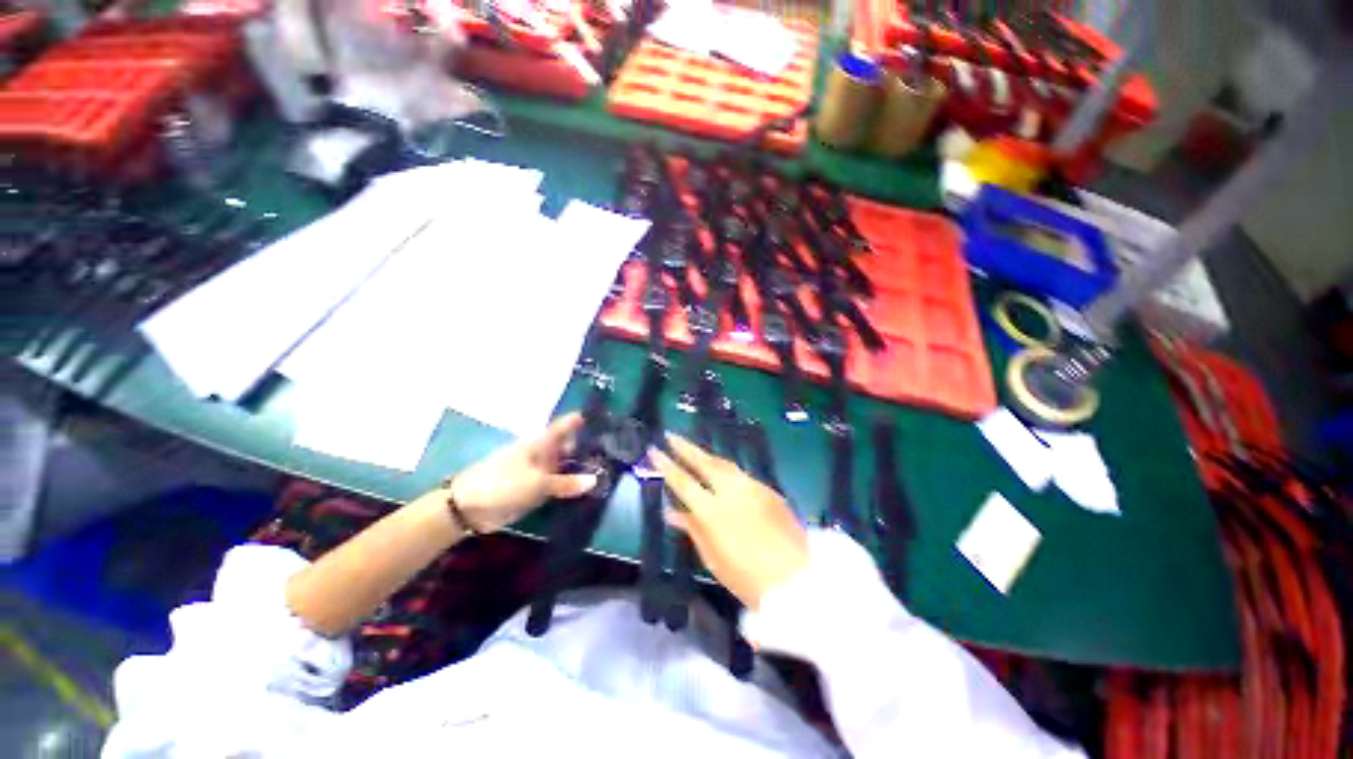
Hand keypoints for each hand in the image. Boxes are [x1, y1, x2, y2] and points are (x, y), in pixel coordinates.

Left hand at [447, 413, 597, 532]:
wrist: (468, 508)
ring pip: (567, 465)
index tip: (607, 418)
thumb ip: (566, 483)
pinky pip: (560, 484)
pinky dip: (572, 485)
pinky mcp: (536, 488)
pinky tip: (590, 490)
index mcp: (541, 442)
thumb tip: (596, 479)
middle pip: (570, 445)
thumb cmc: (502, 484)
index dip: (583, 420)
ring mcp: (540, 471)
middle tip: (617, 451)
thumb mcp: (537, 483)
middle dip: (590, 447)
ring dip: (583, 468)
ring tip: (611, 470)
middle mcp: (543, 453)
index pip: (566, 425)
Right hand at [651, 434, 808, 609]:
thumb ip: (693, 529)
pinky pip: (741, 474)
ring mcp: (753, 487)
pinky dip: (726, 470)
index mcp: (712, 511)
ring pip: (724, 463)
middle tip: (670, 435)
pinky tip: (721, 473)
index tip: (654, 450)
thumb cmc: (748, 579)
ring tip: (692, 450)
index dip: (666, 465)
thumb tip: (673, 512)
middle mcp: (732, 491)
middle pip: (704, 462)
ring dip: (706, 455)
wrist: (797, 580)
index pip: (683, 481)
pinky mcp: (769, 490)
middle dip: (685, 447)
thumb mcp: (713, 558)